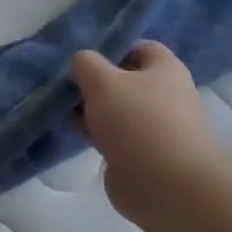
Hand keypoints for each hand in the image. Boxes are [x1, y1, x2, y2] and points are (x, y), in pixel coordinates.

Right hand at [69, 42, 231, 223]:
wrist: (165, 184)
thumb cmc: (137, 121)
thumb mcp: (102, 80)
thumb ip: (85, 64)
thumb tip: (80, 65)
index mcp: (165, 69)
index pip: (138, 47)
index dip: (110, 50)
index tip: (82, 62)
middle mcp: (165, 94)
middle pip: (124, 80)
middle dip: (94, 84)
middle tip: (68, 89)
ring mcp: (155, 126)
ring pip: (117, 110)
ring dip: (92, 111)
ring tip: (66, 113)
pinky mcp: (143, 153)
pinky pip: (115, 135)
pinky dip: (97, 134)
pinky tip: (78, 136)